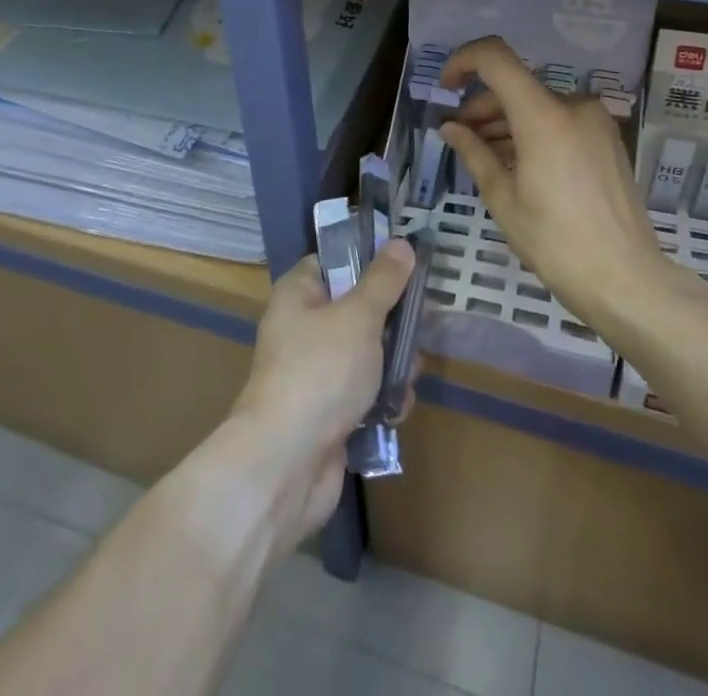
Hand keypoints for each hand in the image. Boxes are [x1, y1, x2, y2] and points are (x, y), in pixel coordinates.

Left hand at [229, 240, 416, 550]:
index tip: (405, 264)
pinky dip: (381, 399)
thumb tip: (402, 243)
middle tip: (421, 324)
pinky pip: (362, 393)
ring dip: (392, 364)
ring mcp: (314, 372)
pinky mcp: (326, 412)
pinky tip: (398, 409)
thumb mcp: (358, 317)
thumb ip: (384, 281)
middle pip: (356, 308)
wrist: (286, 464)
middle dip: (391, 321)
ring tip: (412, 373)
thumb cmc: (320, 372)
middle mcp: (302, 328)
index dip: (367, 259)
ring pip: (365, 353)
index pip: (334, 261)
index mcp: (299, 294)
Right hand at [438, 36, 665, 328]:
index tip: (445, 87)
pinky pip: (559, 121)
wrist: (626, 281)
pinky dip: (532, 132)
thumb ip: (474, 153)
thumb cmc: (555, 243)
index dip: (463, 61)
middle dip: (482, 106)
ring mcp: (595, 122)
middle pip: (515, 86)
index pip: (495, 58)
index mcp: (543, 115)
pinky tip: (517, 164)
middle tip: (460, 138)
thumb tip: (450, 128)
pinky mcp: (607, 140)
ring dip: (506, 122)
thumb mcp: (503, 199)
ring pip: (537, 105)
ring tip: (484, 156)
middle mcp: (573, 106)